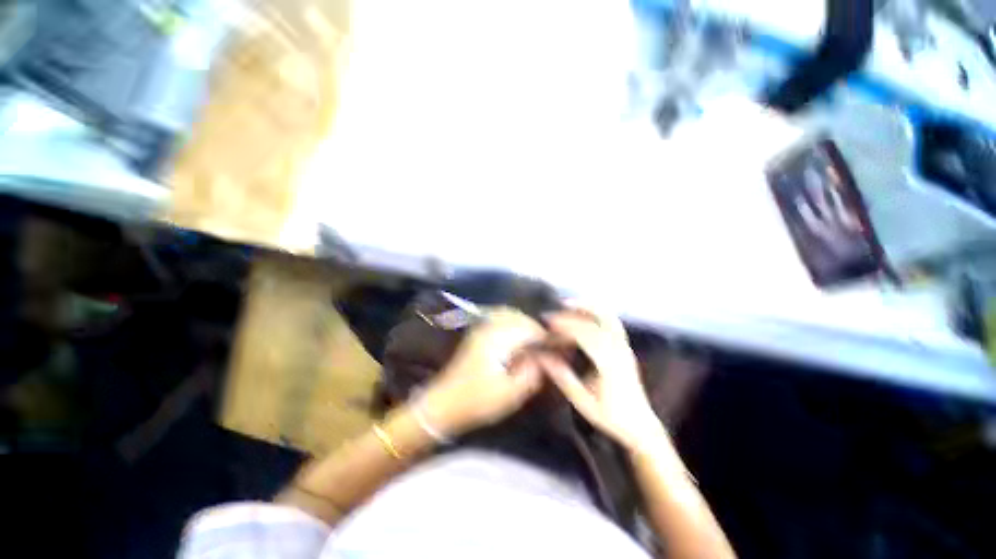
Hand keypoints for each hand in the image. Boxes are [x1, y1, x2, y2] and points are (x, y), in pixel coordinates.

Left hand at [420, 307, 545, 436]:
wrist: (443, 403)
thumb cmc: (477, 401)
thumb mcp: (510, 394)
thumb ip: (532, 373)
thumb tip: (547, 357)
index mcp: (497, 338)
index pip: (529, 328)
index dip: (546, 336)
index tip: (558, 346)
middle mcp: (489, 326)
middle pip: (519, 317)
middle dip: (536, 328)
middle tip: (547, 345)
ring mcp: (481, 327)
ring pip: (509, 314)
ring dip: (524, 323)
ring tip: (534, 341)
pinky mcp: (477, 333)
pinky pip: (499, 318)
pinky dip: (512, 322)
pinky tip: (517, 336)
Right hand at [538, 306, 664, 451]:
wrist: (640, 425)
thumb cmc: (610, 416)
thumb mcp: (582, 400)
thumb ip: (562, 376)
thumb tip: (541, 356)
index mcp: (609, 363)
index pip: (585, 335)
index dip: (565, 325)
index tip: (548, 322)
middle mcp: (619, 350)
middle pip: (595, 322)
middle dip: (571, 315)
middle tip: (552, 314)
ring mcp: (624, 347)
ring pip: (608, 317)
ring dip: (588, 307)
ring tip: (568, 303)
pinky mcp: (625, 347)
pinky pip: (612, 322)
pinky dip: (598, 312)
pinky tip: (585, 313)